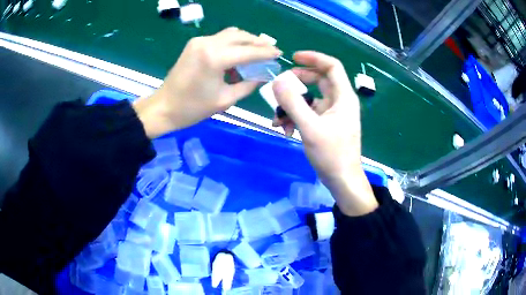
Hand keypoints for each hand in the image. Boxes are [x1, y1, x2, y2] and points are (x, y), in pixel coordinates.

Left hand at [134, 27, 281, 137]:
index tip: (280, 53)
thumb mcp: (225, 100)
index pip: (248, 51)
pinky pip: (220, 38)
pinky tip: (237, 54)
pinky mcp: (194, 43)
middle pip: (241, 36)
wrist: (164, 107)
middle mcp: (208, 43)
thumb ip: (248, 85)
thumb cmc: (193, 108)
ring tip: (256, 51)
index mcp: (215, 58)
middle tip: (270, 51)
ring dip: (246, 40)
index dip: (266, 52)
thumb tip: (264, 76)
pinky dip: (232, 43)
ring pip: (231, 33)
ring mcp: (199, 41)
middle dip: (258, 43)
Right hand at [272, 51, 377, 215]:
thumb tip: (277, 81)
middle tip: (280, 86)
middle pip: (319, 80)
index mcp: (343, 97)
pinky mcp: (326, 125)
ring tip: (277, 118)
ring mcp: (332, 114)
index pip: (332, 66)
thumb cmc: (331, 154)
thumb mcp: (310, 128)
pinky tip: (284, 129)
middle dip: (298, 82)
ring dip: (293, 105)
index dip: (314, 58)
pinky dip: (296, 117)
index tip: (293, 58)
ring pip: (310, 98)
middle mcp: (339, 101)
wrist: (341, 180)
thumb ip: (292, 103)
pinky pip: (309, 113)